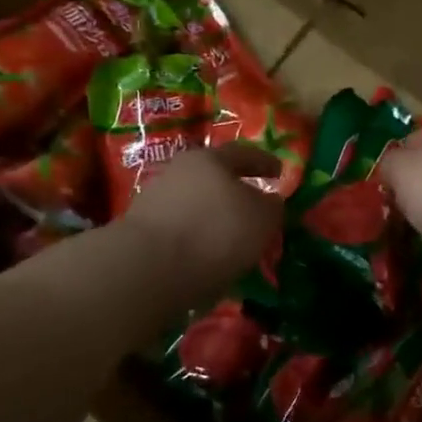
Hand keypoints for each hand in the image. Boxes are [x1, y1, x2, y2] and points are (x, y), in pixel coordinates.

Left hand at [120, 144, 284, 294]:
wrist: (147, 268)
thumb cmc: (215, 232)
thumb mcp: (262, 219)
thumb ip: (271, 206)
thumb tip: (269, 201)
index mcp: (210, 159)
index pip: (244, 153)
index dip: (265, 162)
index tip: (280, 172)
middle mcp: (179, 171)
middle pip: (214, 177)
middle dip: (235, 191)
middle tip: (254, 208)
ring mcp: (155, 200)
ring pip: (195, 204)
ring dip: (213, 218)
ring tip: (232, 241)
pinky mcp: (141, 232)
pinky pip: (179, 230)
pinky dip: (196, 239)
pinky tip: (207, 257)